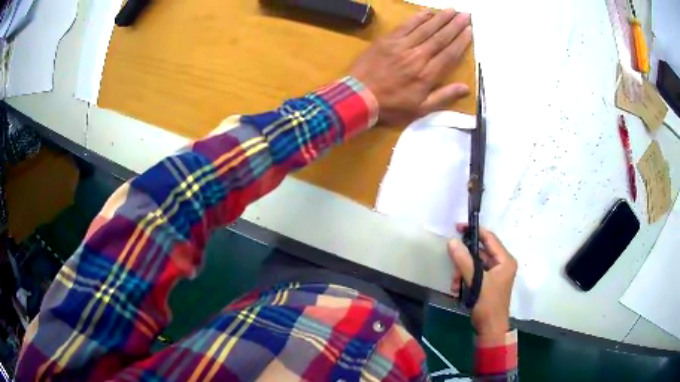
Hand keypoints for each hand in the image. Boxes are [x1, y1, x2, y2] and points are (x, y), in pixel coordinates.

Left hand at [349, 9, 472, 124]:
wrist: (358, 97)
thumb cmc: (391, 106)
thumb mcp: (420, 109)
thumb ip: (443, 97)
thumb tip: (466, 88)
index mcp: (427, 74)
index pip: (449, 53)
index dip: (461, 41)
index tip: (470, 30)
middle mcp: (418, 56)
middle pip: (440, 37)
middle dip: (455, 25)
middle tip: (466, 14)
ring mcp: (401, 46)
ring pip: (425, 28)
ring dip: (440, 18)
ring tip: (452, 10)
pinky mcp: (387, 40)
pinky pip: (405, 25)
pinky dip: (417, 18)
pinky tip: (427, 12)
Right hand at [448, 224, 516, 335]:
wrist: (490, 329)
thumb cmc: (488, 304)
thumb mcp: (476, 282)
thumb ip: (464, 261)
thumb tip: (452, 241)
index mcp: (505, 260)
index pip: (489, 238)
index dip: (474, 231)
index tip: (457, 228)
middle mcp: (501, 264)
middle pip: (479, 252)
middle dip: (464, 260)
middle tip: (452, 265)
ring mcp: (494, 274)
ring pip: (474, 264)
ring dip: (461, 272)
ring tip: (455, 284)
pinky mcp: (487, 283)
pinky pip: (473, 274)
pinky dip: (464, 279)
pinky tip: (457, 289)